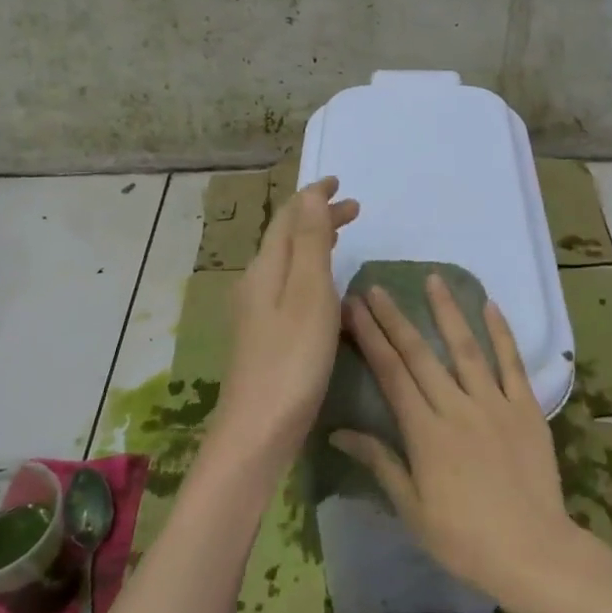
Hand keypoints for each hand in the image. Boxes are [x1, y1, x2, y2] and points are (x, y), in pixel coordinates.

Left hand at [219, 177, 358, 470]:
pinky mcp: (264, 336)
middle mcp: (257, 283)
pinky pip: (289, 286)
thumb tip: (310, 194)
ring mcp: (257, 311)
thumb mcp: (309, 294)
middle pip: (287, 237)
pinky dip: (310, 271)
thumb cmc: (292, 360)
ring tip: (341, 236)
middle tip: (354, 209)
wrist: (258, 430)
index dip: (313, 197)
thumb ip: (310, 242)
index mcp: (267, 268)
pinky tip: (323, 289)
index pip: (289, 218)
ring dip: (314, 242)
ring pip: (288, 262)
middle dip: (317, 217)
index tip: (338, 182)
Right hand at [331, 275, 573, 601]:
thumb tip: (339, 432)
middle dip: (395, 318)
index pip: (391, 373)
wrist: (532, 552)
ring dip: (447, 311)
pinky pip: (512, 363)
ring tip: (433, 279)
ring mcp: (494, 403)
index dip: (370, 338)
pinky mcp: (526, 407)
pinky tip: (491, 305)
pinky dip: (502, 333)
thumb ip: (380, 462)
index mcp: (425, 432)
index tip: (354, 308)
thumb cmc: (464, 538)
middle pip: (420, 354)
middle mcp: (457, 407)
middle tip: (377, 287)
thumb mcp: (412, 508)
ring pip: (466, 348)